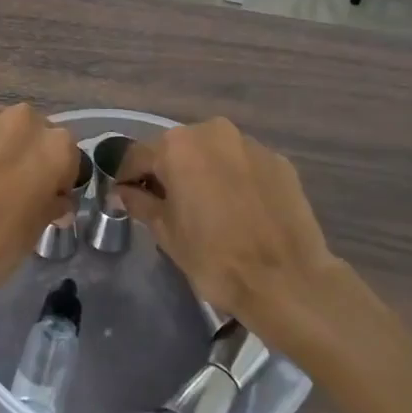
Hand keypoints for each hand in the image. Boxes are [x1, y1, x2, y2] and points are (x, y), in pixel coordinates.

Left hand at [0, 105, 82, 318]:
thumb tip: (58, 200)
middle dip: (24, 152)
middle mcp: (25, 120)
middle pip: (31, 131)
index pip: (66, 154)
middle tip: (9, 182)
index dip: (57, 175)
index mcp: (56, 147)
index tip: (45, 193)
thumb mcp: (37, 229)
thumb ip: (52, 203)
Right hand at [113, 118, 337, 346]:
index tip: (126, 198)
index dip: (128, 178)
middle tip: (168, 206)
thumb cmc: (214, 257)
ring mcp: (249, 144)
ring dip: (204, 172)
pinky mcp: (278, 160)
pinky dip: (235, 179)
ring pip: (213, 153)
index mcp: (177, 146)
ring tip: (208, 208)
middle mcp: (212, 132)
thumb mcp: (166, 233)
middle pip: (178, 149)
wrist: (288, 280)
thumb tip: (124, 192)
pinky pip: (244, 164)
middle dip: (169, 172)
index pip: (138, 156)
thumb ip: (140, 203)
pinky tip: (240, 210)